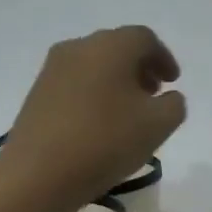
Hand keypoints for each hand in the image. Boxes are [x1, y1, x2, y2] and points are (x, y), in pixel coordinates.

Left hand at [1, 26, 186, 211]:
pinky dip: (95, 93)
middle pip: (117, 47)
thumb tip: (168, 97)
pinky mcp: (37, 93)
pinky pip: (76, 83)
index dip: (164, 58)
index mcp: (111, 46)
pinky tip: (101, 123)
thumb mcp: (158, 126)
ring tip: (128, 112)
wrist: (39, 172)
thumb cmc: (106, 141)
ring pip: (94, 65)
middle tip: (153, 94)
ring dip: (116, 82)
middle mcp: (80, 47)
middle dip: (140, 68)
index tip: (173, 82)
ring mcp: (53, 69)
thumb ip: (174, 105)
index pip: (145, 38)